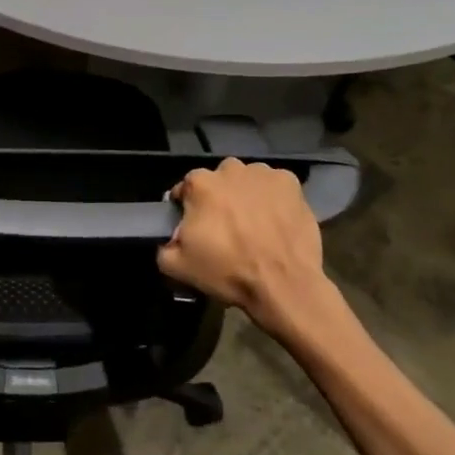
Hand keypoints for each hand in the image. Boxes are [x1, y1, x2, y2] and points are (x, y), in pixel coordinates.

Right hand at [157, 158, 326, 328]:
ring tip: (254, 224)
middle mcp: (230, 169)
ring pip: (247, 180)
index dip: (188, 208)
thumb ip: (164, 246)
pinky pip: (275, 186)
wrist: (284, 285)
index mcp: (200, 183)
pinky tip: (276, 220)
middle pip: (218, 181)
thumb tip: (169, 239)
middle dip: (219, 198)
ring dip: (246, 195)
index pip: (185, 189)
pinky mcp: (291, 183)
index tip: (195, 228)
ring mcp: (263, 173)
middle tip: (226, 227)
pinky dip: (273, 198)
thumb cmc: (229, 271)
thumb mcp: (178, 266)